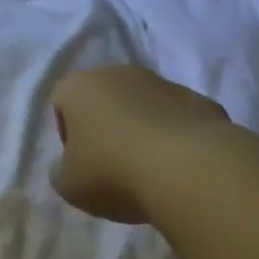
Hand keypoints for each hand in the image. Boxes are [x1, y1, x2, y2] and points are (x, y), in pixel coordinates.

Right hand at [49, 65, 229, 223]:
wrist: (187, 167)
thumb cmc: (113, 172)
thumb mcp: (69, 185)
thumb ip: (61, 171)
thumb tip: (69, 165)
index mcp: (80, 87)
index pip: (61, 100)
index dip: (66, 132)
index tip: (79, 161)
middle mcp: (119, 73)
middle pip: (104, 96)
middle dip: (106, 124)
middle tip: (112, 164)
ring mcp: (162, 82)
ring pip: (143, 103)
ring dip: (141, 126)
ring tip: (149, 168)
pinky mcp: (197, 99)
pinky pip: (176, 116)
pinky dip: (174, 134)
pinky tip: (178, 165)